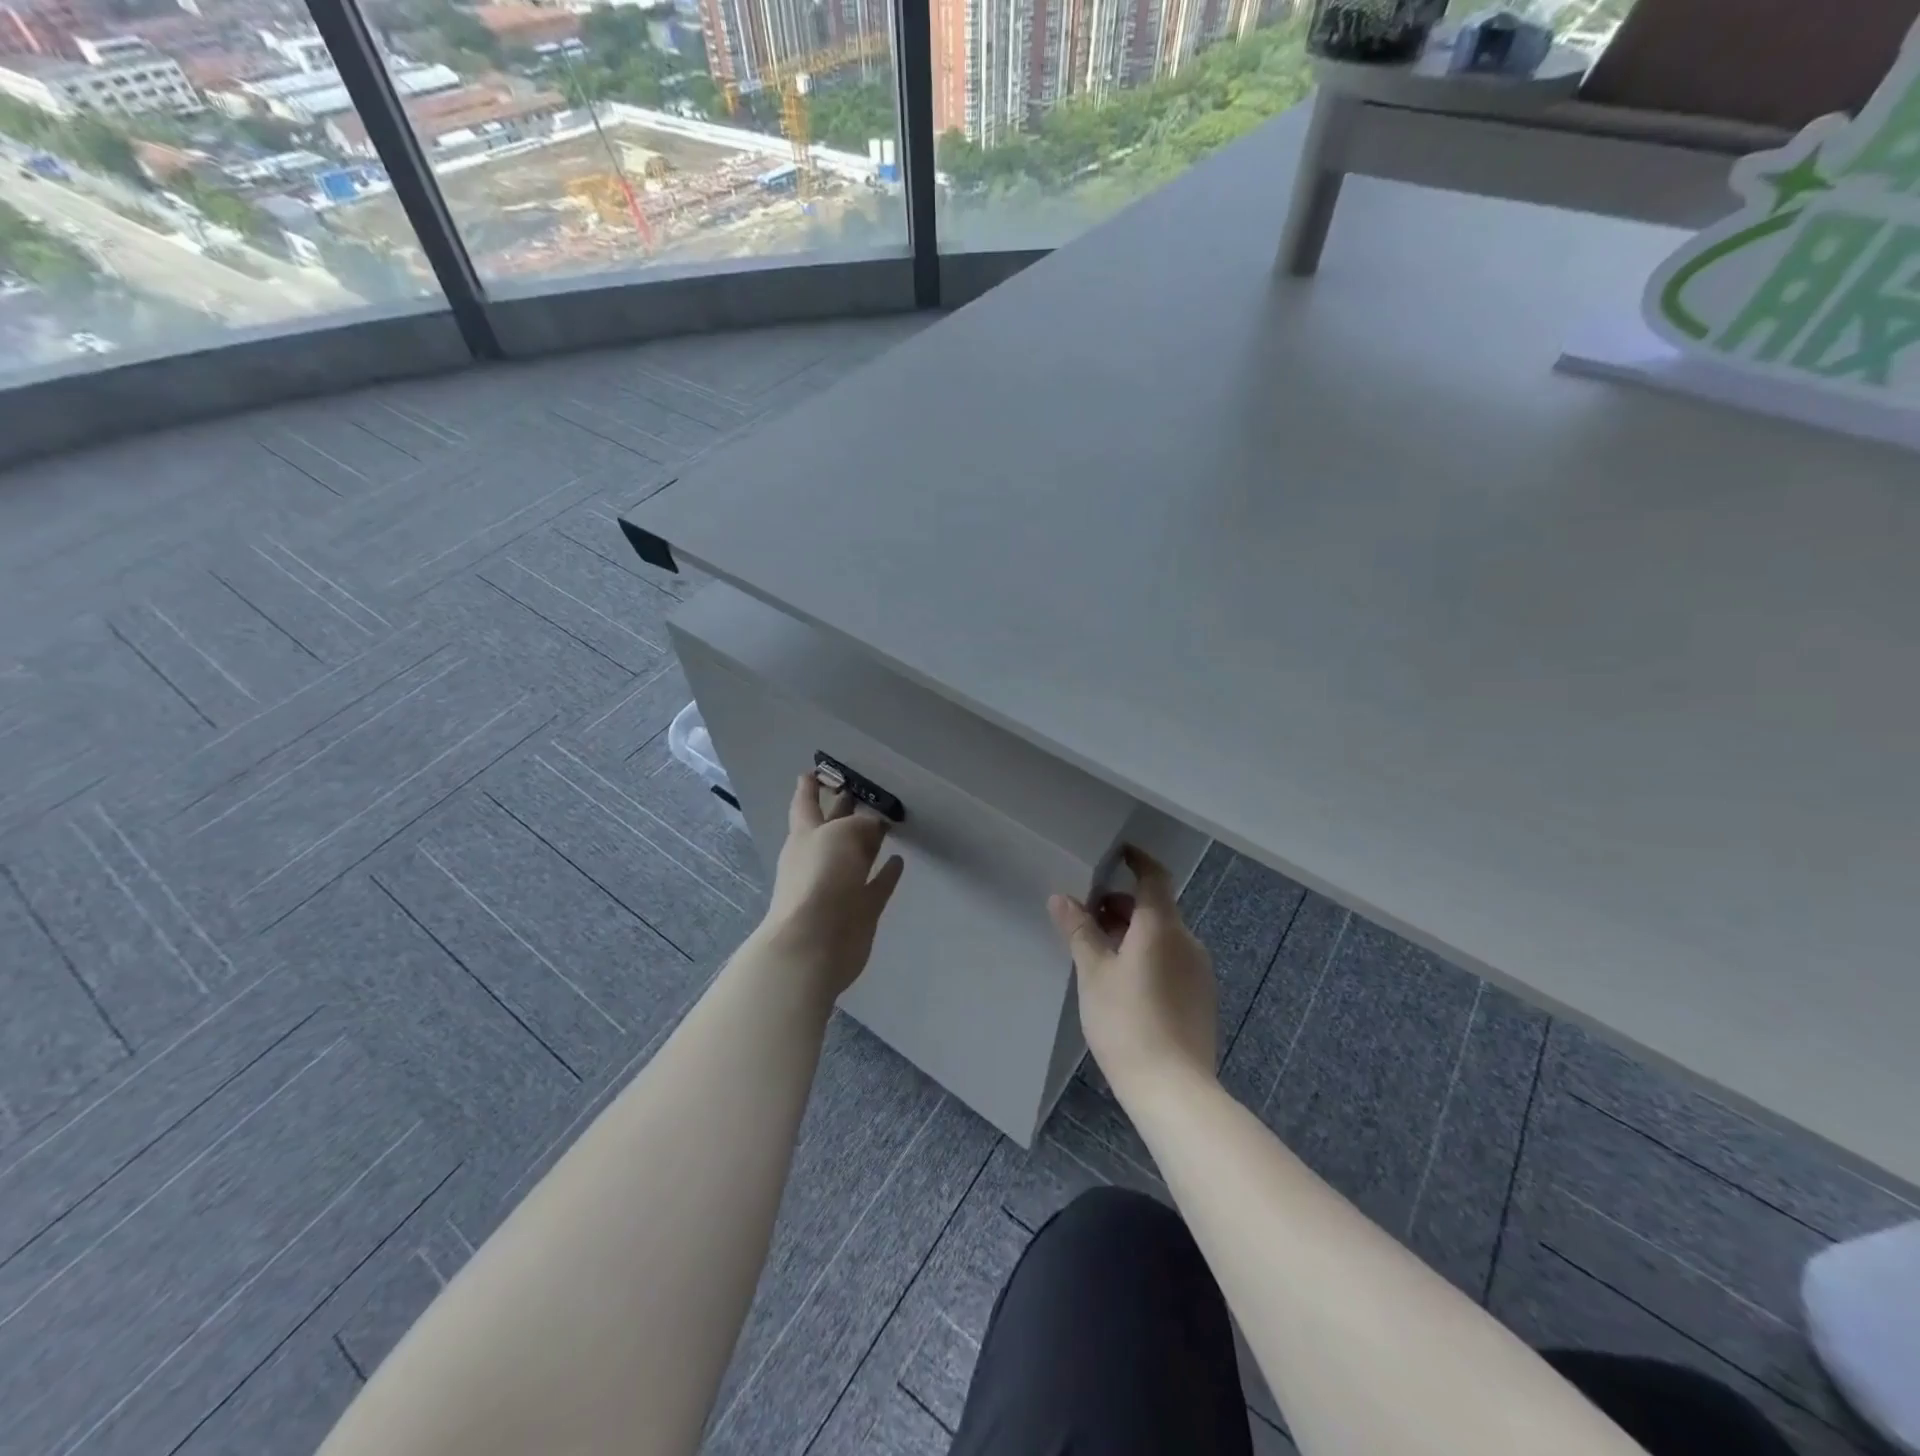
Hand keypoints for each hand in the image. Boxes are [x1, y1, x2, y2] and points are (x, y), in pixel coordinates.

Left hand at [756, 772, 905, 998]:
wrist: (814, 943)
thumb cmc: (820, 878)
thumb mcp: (840, 835)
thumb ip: (861, 825)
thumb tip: (874, 826)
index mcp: (805, 835)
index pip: (805, 804)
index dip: (809, 787)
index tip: (813, 771)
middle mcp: (819, 858)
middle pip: (833, 828)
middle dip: (843, 809)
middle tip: (862, 790)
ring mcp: (839, 886)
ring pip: (856, 856)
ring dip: (869, 841)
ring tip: (888, 822)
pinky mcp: (859, 910)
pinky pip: (876, 886)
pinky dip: (886, 874)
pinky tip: (899, 862)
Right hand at [1048, 846, 1216, 1097]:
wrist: (1173, 1088)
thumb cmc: (1126, 1021)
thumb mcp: (1093, 973)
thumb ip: (1079, 931)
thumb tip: (1061, 898)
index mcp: (1162, 927)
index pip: (1154, 877)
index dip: (1137, 861)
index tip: (1117, 854)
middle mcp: (1187, 941)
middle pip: (1155, 908)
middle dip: (1121, 905)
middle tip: (1086, 916)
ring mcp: (1199, 971)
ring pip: (1163, 936)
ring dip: (1133, 932)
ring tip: (1099, 952)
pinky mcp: (1202, 997)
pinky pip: (1172, 959)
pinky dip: (1148, 955)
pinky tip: (1124, 982)